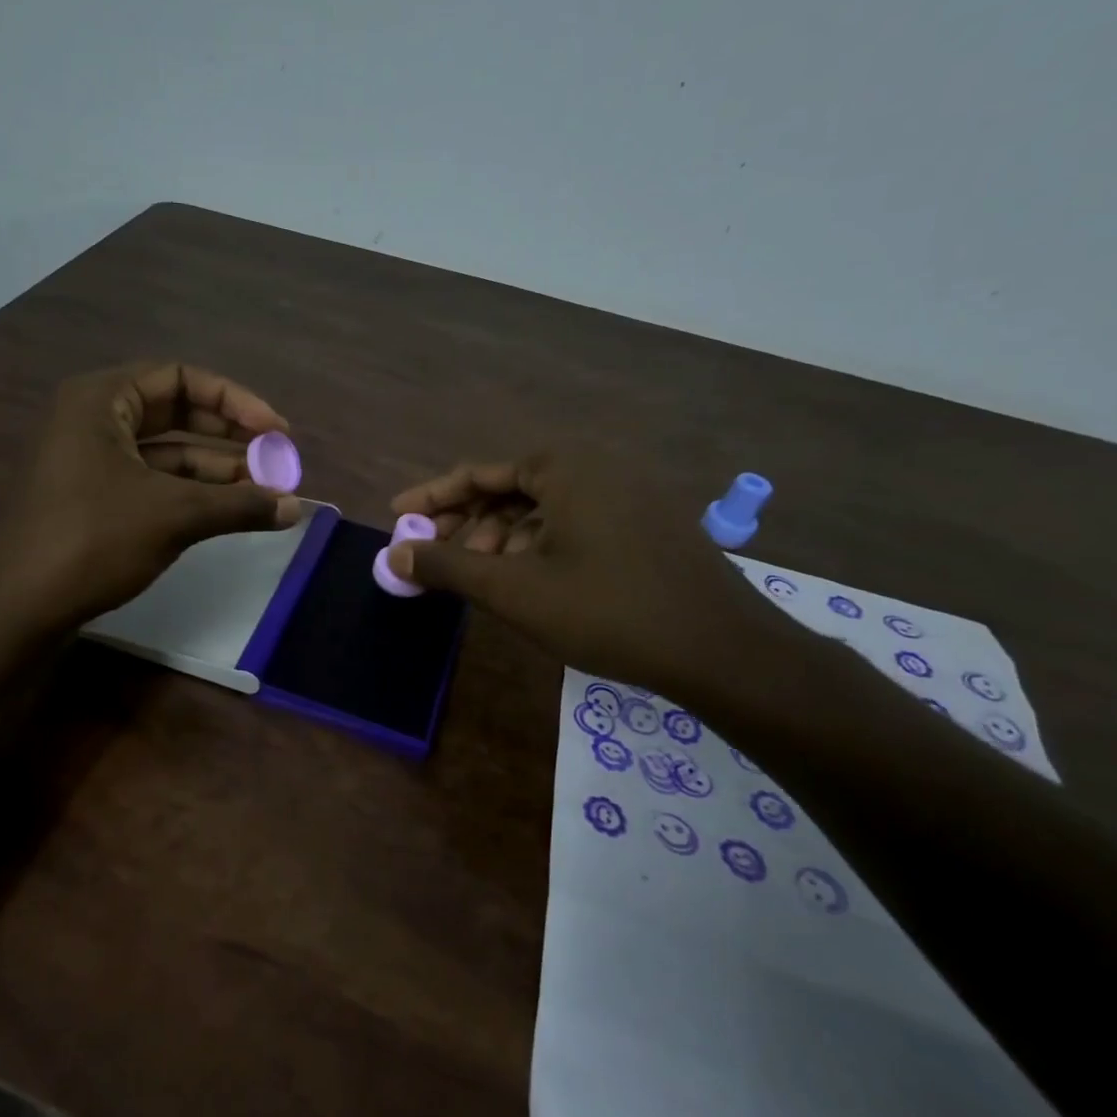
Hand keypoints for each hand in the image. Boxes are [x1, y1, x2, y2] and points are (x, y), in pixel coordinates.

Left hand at [0, 362, 301, 630]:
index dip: (234, 401)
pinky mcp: (94, 500)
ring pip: (167, 454)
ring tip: (264, 493)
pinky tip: (229, 512)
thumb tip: (296, 508)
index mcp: (101, 399)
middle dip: (229, 436)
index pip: (180, 378)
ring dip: (216, 471)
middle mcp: (93, 420)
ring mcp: (91, 462)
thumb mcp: (173, 515)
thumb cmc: (91, 540)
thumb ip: (239, 505)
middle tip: (276, 459)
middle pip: (175, 413)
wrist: (16, 607)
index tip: (276, 431)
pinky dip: (191, 494)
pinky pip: (152, 483)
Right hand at [387, 450, 772, 693]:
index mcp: (564, 466)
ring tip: (483, 579)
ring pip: (544, 510)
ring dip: (504, 540)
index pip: (479, 473)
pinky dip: (541, 547)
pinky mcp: (647, 524)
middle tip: (438, 559)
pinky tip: (531, 582)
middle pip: (511, 489)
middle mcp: (597, 466)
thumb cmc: (607, 611)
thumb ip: (448, 567)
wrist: (722, 650)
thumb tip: (393, 555)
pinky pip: (576, 523)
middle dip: (469, 525)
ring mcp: (629, 494)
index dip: (433, 498)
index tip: (398, 517)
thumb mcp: (514, 590)